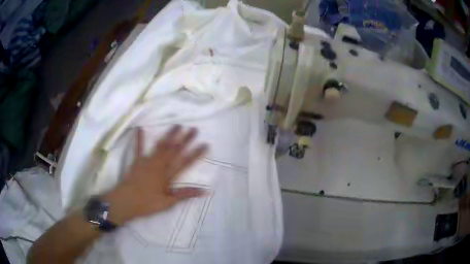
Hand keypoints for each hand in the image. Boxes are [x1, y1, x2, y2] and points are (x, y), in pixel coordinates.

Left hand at [102, 125, 207, 224]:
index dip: (196, 154)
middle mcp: (159, 165)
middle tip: (194, 129)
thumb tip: (204, 191)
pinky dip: (139, 139)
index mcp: (167, 175)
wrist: (126, 201)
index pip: (185, 163)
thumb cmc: (147, 203)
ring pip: (161, 146)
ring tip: (177, 125)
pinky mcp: (137, 161)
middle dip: (185, 139)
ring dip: (169, 135)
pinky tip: (139, 129)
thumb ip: (185, 194)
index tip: (205, 144)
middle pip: (175, 150)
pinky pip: (138, 148)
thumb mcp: (168, 202)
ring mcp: (147, 161)